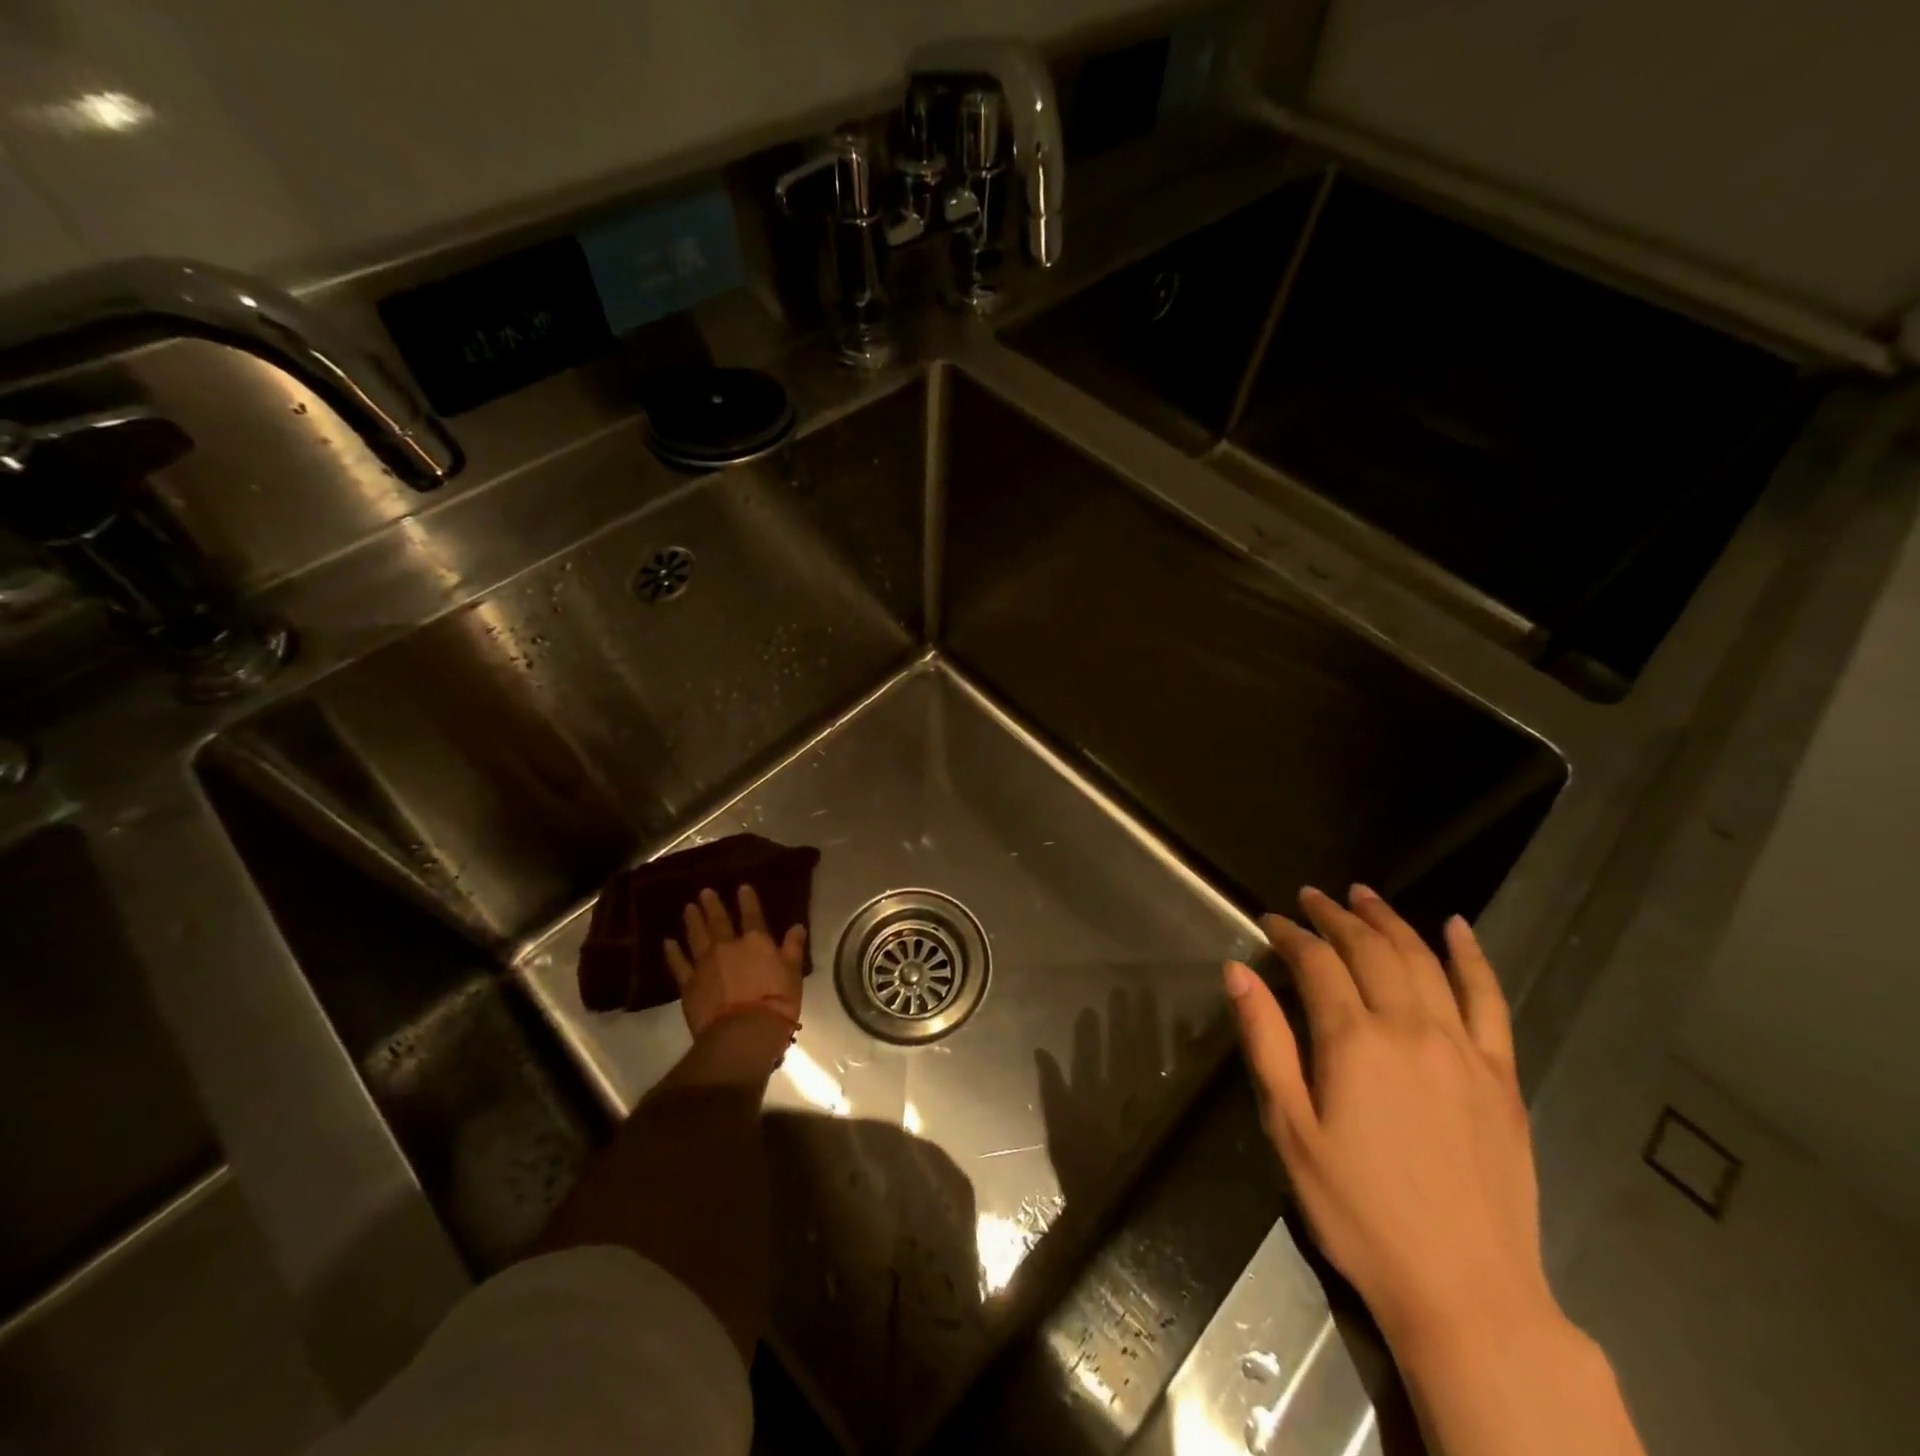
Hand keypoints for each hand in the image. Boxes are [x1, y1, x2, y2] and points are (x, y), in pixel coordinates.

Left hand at [664, 884, 805, 1039]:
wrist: (743, 1033)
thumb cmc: (776, 1002)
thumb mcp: (793, 973)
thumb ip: (793, 948)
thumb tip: (797, 926)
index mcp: (756, 941)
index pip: (752, 915)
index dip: (747, 900)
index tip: (741, 887)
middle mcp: (728, 946)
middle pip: (718, 921)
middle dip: (712, 905)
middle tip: (704, 892)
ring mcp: (705, 964)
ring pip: (697, 936)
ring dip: (692, 920)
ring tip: (688, 908)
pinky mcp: (689, 984)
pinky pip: (679, 964)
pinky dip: (673, 952)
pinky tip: (668, 942)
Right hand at [1225, 885, 1553, 1353]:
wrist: (1467, 1291)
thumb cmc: (1359, 1212)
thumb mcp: (1290, 1129)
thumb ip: (1265, 1042)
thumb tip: (1238, 972)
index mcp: (1354, 1041)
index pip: (1316, 963)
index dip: (1289, 934)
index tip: (1268, 920)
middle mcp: (1411, 1028)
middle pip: (1371, 950)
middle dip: (1336, 917)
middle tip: (1312, 897)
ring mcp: (1464, 1049)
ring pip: (1424, 961)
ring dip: (1390, 921)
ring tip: (1364, 895)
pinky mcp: (1501, 1075)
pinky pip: (1489, 1000)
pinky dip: (1471, 957)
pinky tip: (1457, 928)